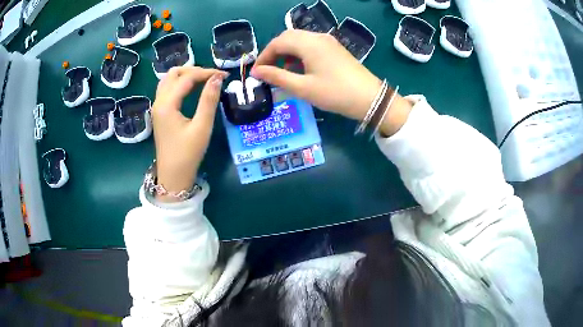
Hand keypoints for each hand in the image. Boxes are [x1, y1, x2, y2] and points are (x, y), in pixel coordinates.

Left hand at [152, 67, 227, 201]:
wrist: (173, 176)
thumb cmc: (188, 154)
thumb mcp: (202, 127)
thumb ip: (208, 100)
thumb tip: (217, 78)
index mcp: (167, 104)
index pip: (187, 77)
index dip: (206, 73)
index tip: (224, 76)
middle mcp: (159, 101)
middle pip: (174, 73)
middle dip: (194, 70)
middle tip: (213, 77)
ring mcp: (157, 107)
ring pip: (168, 80)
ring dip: (186, 75)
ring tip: (203, 80)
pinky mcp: (159, 112)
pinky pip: (167, 89)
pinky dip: (180, 83)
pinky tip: (191, 89)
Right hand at [251, 30, 380, 120]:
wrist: (370, 98)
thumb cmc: (335, 93)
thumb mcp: (303, 88)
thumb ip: (277, 77)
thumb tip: (256, 71)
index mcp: (308, 43)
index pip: (277, 43)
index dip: (264, 56)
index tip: (256, 72)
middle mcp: (317, 37)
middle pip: (288, 37)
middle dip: (274, 52)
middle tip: (267, 70)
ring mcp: (328, 41)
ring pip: (299, 40)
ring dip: (287, 52)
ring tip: (282, 71)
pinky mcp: (334, 48)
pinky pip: (311, 45)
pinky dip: (299, 54)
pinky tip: (300, 68)